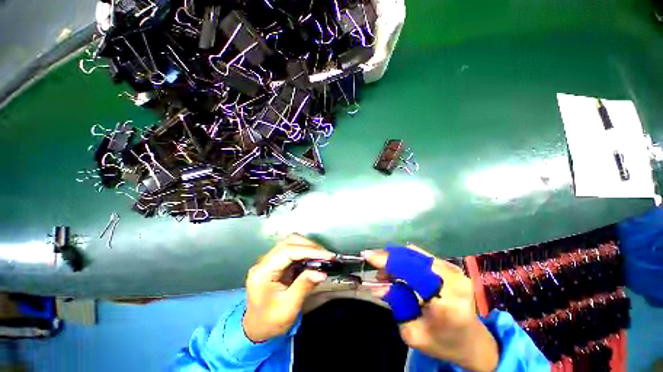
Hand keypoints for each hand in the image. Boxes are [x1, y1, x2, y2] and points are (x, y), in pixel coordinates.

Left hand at [243, 234, 334, 342]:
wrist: (256, 330)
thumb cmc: (269, 322)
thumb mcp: (288, 307)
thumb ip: (304, 286)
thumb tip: (321, 273)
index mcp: (262, 272)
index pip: (287, 251)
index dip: (308, 250)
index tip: (325, 255)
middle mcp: (265, 262)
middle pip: (289, 242)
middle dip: (310, 246)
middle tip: (326, 256)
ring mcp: (270, 261)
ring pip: (292, 243)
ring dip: (309, 248)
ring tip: (323, 257)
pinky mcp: (277, 263)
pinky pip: (294, 251)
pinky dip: (306, 253)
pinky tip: (315, 260)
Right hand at [362, 245, 498, 371]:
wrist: (473, 342)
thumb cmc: (443, 343)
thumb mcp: (413, 333)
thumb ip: (396, 304)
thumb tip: (379, 284)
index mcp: (446, 300)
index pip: (411, 270)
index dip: (387, 261)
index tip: (367, 255)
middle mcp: (453, 279)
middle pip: (412, 258)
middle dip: (389, 259)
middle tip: (376, 269)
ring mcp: (454, 270)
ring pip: (415, 254)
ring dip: (396, 259)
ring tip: (386, 273)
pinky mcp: (451, 267)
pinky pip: (421, 257)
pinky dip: (405, 260)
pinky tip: (398, 270)